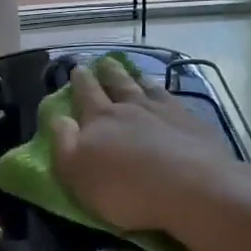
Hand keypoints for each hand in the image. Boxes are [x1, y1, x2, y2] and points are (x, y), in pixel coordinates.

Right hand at [48, 61, 250, 243]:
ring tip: (132, 72)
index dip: (80, 81)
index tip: (77, 68)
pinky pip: (172, 98)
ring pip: (145, 87)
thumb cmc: (127, 189)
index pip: (86, 94)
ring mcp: (164, 110)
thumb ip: (64, 142)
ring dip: (135, 78)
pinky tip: (164, 93)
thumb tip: (58, 116)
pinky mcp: (191, 121)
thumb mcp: (79, 172)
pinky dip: (163, 92)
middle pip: (117, 83)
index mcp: (100, 119)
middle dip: (107, 72)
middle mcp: (131, 106)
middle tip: (103, 62)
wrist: (192, 187)